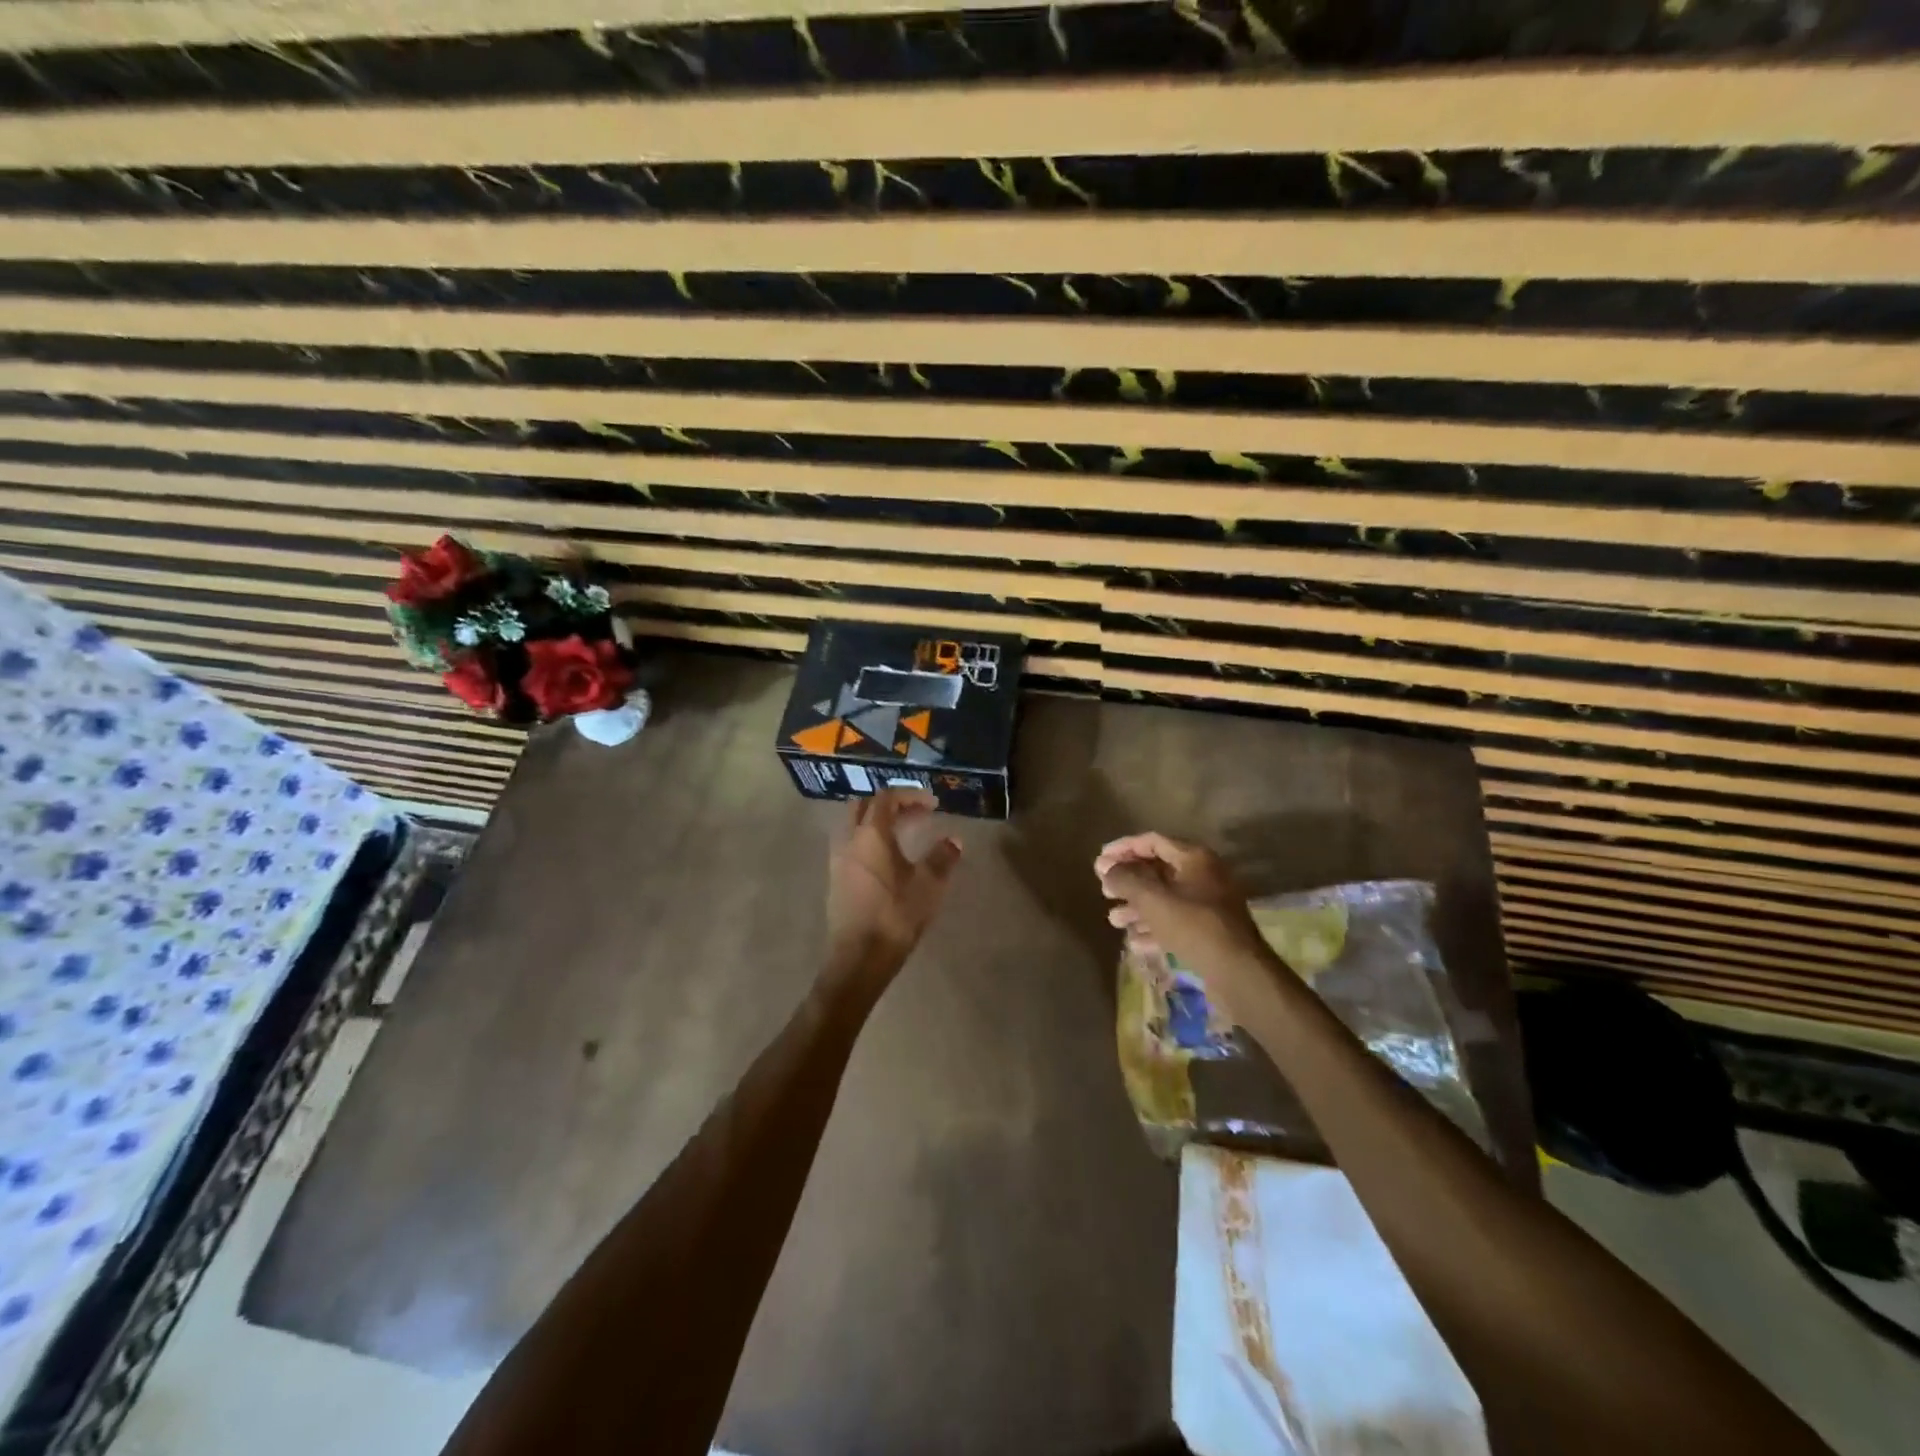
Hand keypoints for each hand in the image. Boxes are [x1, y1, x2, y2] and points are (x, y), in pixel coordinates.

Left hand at [823, 788, 961, 994]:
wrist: (859, 957)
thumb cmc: (895, 916)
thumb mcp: (928, 885)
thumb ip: (942, 858)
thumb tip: (954, 839)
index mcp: (870, 835)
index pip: (886, 799)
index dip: (909, 796)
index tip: (932, 804)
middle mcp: (849, 841)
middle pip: (863, 806)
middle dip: (890, 804)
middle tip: (916, 814)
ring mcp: (838, 861)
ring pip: (854, 826)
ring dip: (877, 822)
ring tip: (903, 834)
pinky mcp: (836, 880)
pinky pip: (851, 846)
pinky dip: (869, 841)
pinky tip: (887, 860)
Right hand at [1094, 832, 1276, 1018]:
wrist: (1239, 973)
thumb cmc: (1194, 927)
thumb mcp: (1153, 900)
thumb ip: (1126, 879)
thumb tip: (1106, 868)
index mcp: (1194, 858)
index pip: (1152, 841)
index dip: (1123, 848)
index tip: (1099, 861)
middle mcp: (1204, 875)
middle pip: (1157, 870)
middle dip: (1128, 881)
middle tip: (1104, 891)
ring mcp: (1208, 903)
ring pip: (1165, 898)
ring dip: (1137, 907)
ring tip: (1113, 920)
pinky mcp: (1209, 930)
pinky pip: (1175, 920)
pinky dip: (1153, 927)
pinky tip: (1134, 942)